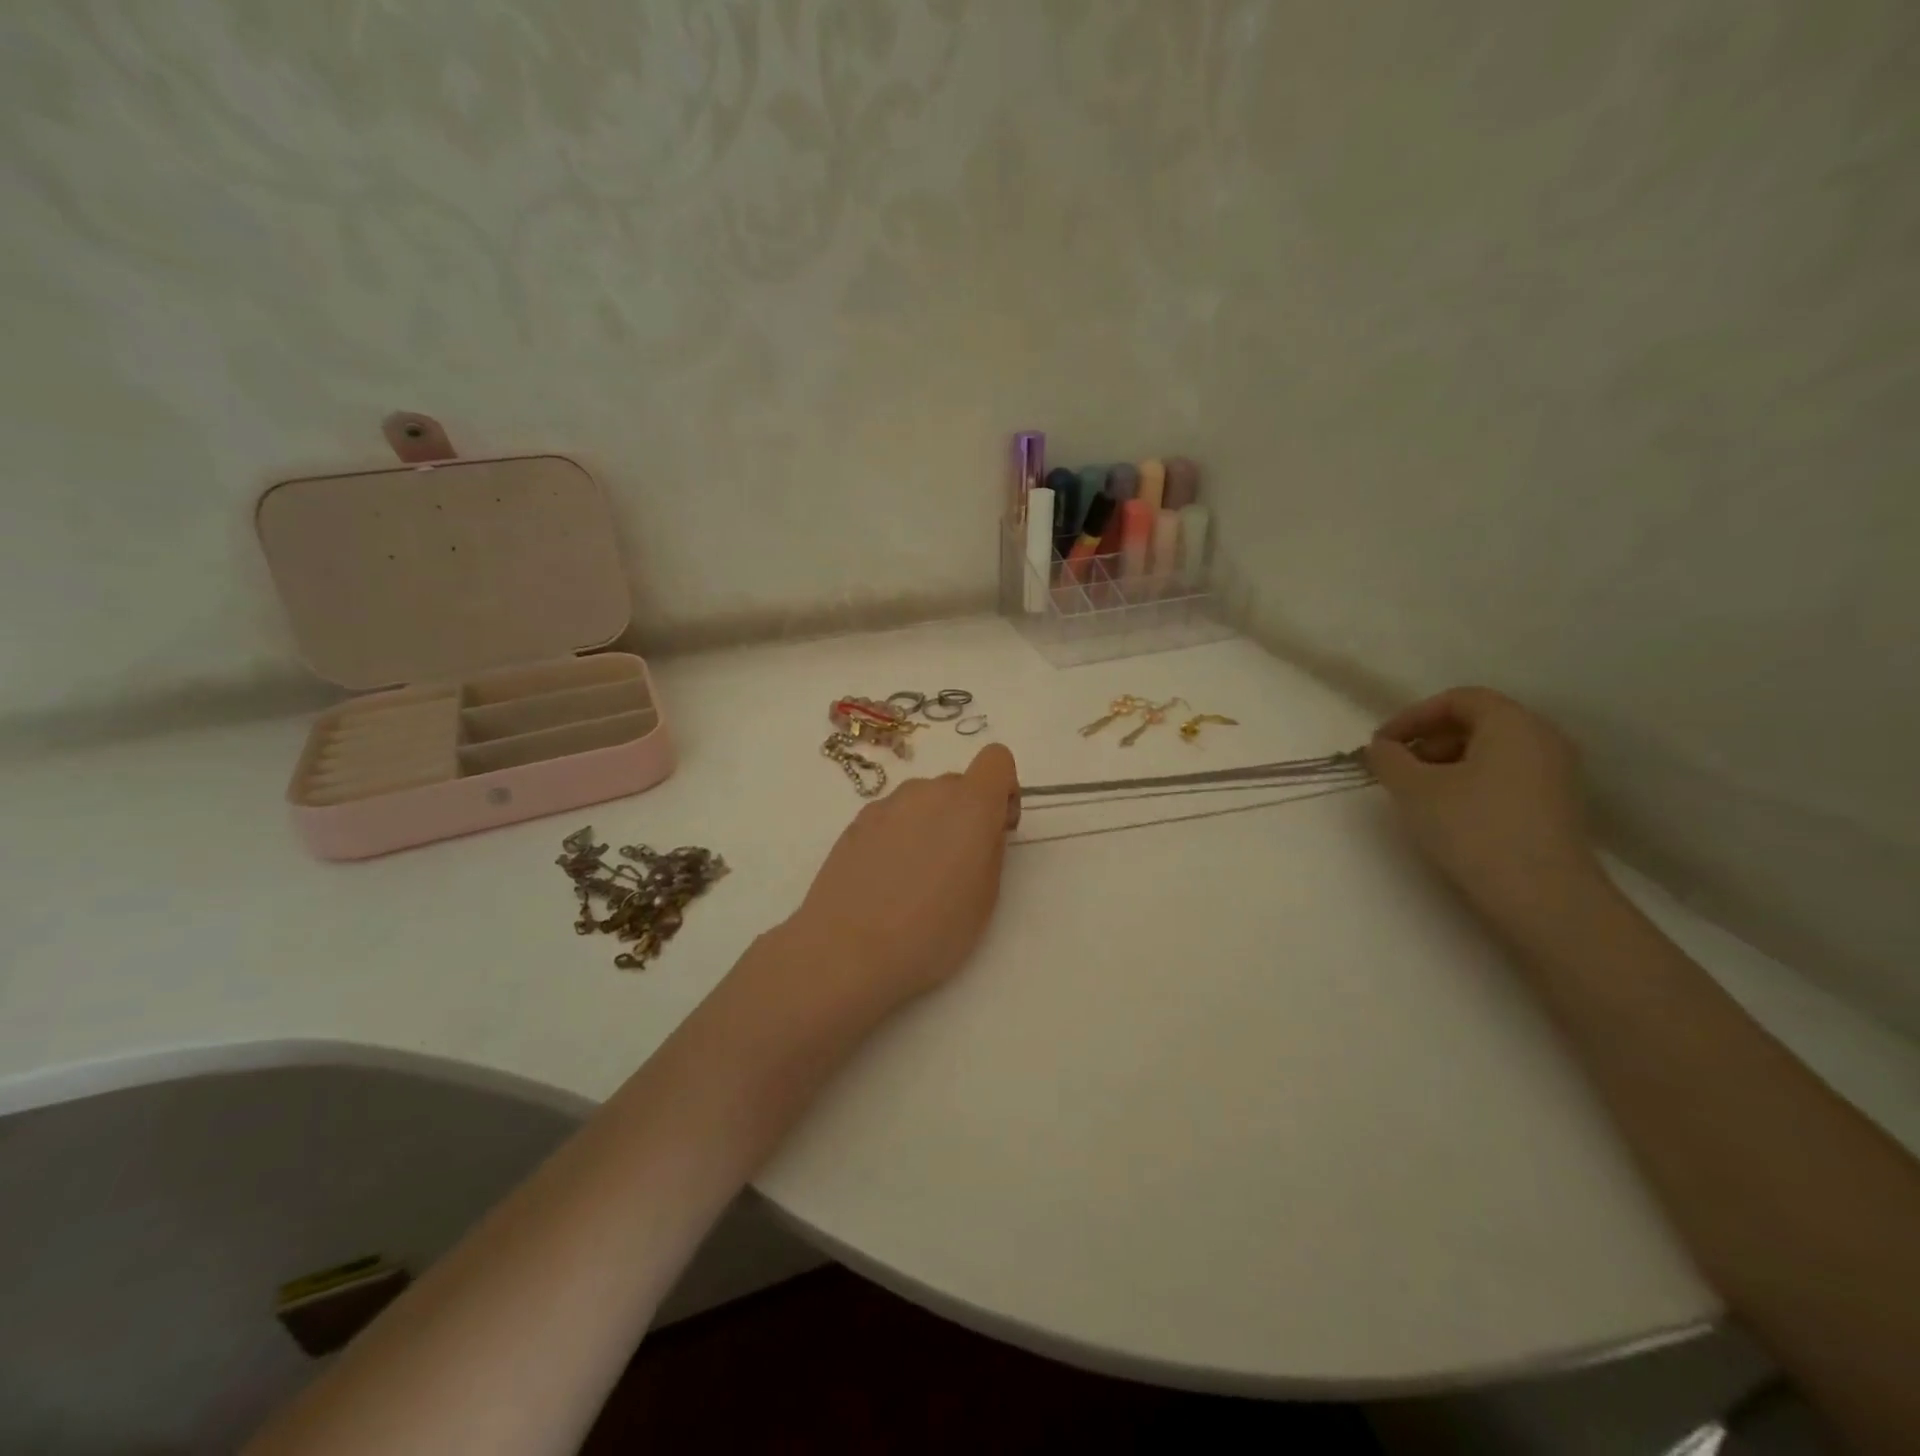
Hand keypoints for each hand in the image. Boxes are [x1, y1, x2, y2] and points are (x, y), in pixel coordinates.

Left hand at [785, 743, 1018, 1019]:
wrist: (847, 950)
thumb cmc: (932, 931)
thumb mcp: (985, 897)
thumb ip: (989, 848)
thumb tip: (979, 831)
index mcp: (969, 804)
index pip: (997, 759)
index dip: (1003, 789)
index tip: (996, 828)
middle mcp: (927, 792)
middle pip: (957, 784)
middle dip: (964, 815)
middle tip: (956, 867)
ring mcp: (886, 805)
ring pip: (922, 802)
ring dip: (929, 825)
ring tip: (915, 879)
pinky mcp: (855, 823)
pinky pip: (892, 818)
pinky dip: (898, 837)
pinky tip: (885, 881)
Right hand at [1367, 687, 1601, 929]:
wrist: (1543, 897)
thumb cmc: (1474, 828)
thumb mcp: (1414, 789)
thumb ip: (1389, 759)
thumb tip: (1382, 748)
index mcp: (1513, 723)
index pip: (1457, 699)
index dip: (1412, 716)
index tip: (1380, 744)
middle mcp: (1542, 739)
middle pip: (1475, 723)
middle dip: (1427, 740)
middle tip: (1395, 769)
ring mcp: (1555, 774)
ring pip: (1490, 752)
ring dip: (1445, 764)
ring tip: (1416, 794)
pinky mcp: (1555, 806)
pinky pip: (1505, 777)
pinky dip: (1470, 782)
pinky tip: (1447, 813)